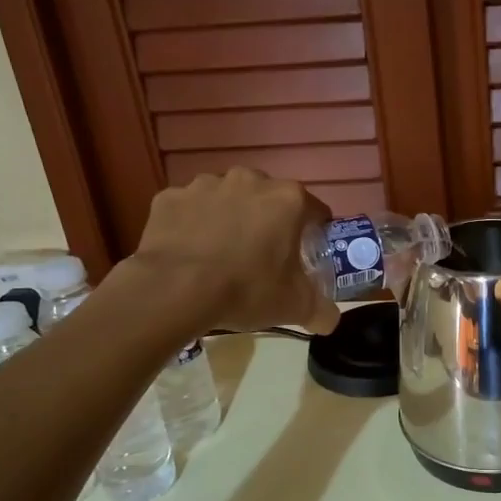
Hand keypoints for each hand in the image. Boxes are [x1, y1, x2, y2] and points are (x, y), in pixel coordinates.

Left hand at [125, 169, 339, 335]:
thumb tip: (330, 319)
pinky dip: (192, 225)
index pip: (315, 211)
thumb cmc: (246, 290)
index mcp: (287, 199)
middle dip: (269, 222)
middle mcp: (249, 180)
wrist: (174, 290)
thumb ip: (321, 310)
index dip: (314, 234)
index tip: (306, 256)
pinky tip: (190, 253)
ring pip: (227, 200)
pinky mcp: (170, 197)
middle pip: (269, 200)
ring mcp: (205, 184)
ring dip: (229, 219)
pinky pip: (189, 209)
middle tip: (263, 257)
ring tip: (222, 255)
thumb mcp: (295, 307)